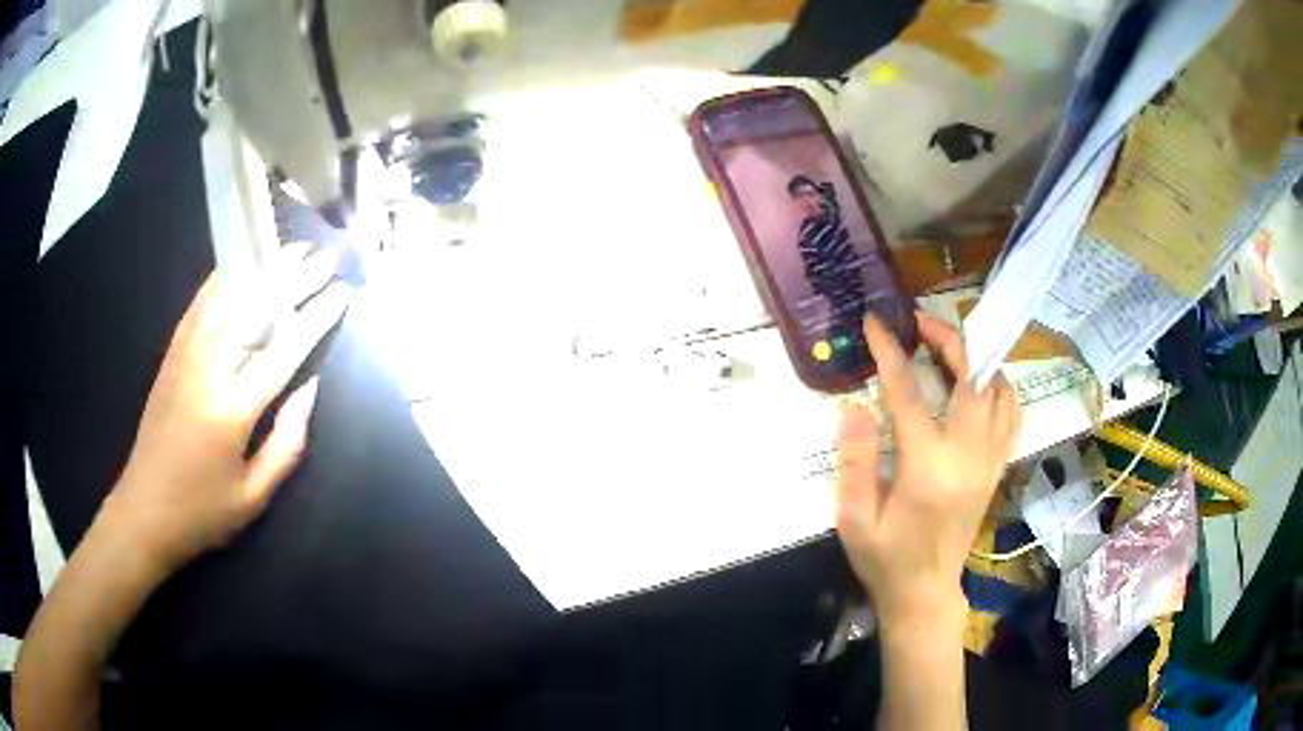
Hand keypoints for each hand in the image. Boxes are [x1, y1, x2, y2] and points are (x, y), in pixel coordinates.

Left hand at [106, 244, 351, 574]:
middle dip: (293, 278)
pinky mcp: (172, 354)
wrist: (143, 511)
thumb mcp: (254, 496)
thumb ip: (287, 444)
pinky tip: (239, 264)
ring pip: (226, 295)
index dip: (316, 317)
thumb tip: (310, 390)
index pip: (283, 350)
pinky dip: (223, 278)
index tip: (342, 291)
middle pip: (255, 309)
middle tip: (323, 256)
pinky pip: (199, 304)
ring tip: (288, 249)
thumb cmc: (202, 512)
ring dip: (260, 268)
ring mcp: (185, 355)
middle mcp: (208, 368)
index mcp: (232, 409)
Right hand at [835, 312, 1020, 625]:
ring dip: (977, 360)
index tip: (876, 324)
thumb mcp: (854, 519)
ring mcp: (990, 462)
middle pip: (973, 379)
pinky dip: (1000, 388)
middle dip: (948, 340)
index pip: (910, 395)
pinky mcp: (997, 469)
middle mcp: (968, 458)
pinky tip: (980, 383)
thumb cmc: (884, 560)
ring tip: (949, 349)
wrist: (924, 593)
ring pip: (1001, 392)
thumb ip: (854, 461)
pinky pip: (1012, 415)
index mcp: (928, 470)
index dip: (891, 353)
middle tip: (919, 324)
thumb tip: (854, 405)